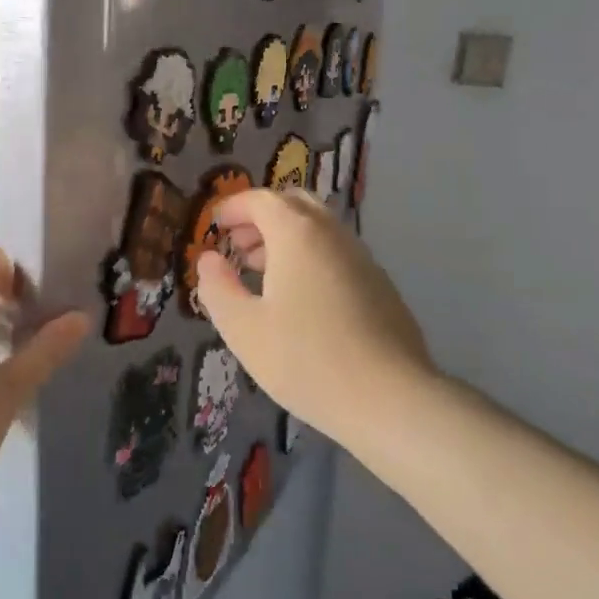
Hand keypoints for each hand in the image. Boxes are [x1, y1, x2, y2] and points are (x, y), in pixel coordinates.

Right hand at [194, 189, 431, 439]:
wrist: (391, 398)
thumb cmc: (306, 359)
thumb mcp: (243, 329)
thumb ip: (218, 288)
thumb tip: (208, 260)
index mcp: (297, 234)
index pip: (261, 200)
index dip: (233, 207)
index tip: (214, 226)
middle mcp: (332, 234)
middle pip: (294, 204)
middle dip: (262, 217)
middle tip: (238, 246)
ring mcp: (362, 257)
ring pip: (319, 229)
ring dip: (287, 238)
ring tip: (262, 273)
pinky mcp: (380, 284)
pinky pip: (337, 253)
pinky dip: (311, 257)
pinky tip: (301, 299)